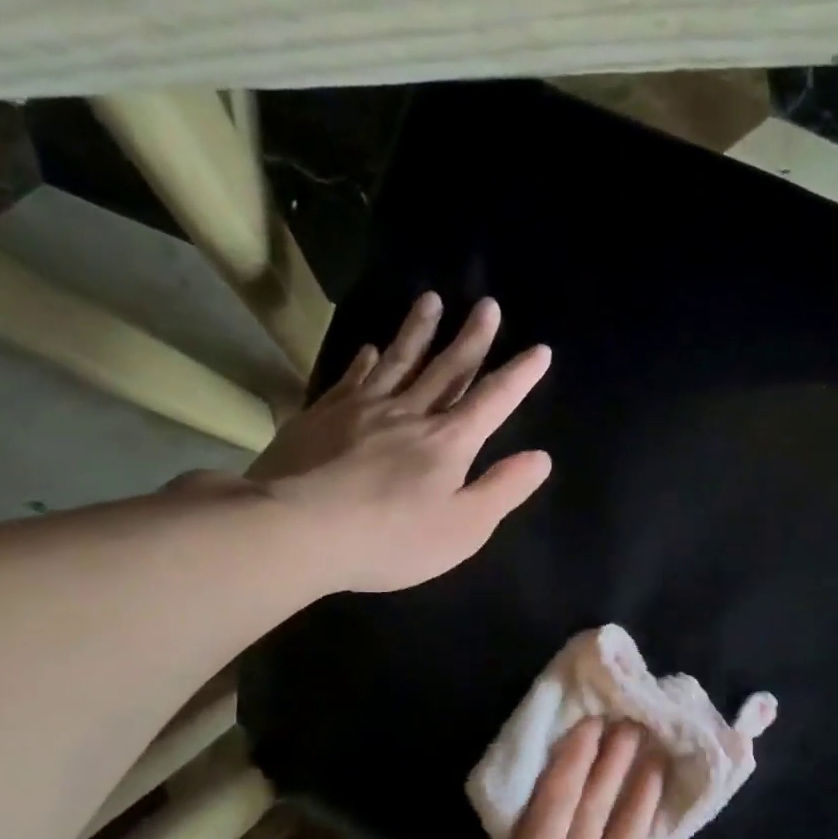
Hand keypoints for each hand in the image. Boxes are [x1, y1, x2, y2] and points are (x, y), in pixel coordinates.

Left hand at [247, 292, 551, 592]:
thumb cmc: (391, 538)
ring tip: (430, 300)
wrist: (296, 530)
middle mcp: (410, 413)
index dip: (519, 376)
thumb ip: (503, 489)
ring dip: (418, 330)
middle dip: (472, 338)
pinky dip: (365, 360)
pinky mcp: (322, 415)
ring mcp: (362, 409)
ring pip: (399, 361)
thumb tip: (541, 457)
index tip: (540, 349)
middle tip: (487, 305)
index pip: (493, 400)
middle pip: (447, 368)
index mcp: (449, 441)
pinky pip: (351, 378)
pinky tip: (370, 348)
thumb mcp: (464, 528)